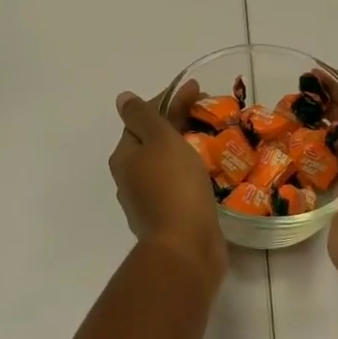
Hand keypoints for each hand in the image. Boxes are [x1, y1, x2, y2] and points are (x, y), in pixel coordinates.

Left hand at [109, 87, 226, 292]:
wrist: (186, 248)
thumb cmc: (173, 186)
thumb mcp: (159, 140)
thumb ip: (143, 116)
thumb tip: (122, 98)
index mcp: (125, 157)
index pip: (142, 117)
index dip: (168, 100)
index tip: (196, 90)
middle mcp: (131, 177)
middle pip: (154, 139)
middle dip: (179, 121)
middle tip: (210, 110)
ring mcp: (149, 200)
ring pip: (168, 162)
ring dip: (187, 146)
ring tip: (215, 137)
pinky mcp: (170, 217)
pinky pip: (180, 184)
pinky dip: (193, 169)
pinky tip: (211, 168)